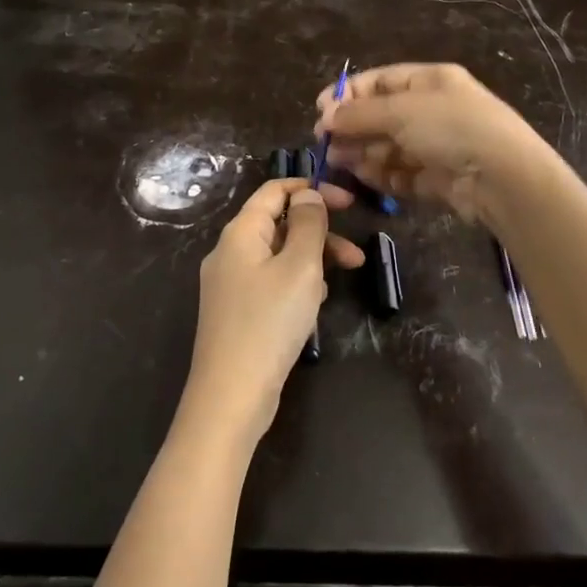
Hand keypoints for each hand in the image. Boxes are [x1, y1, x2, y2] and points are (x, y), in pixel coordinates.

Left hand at [182, 178, 365, 446]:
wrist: (231, 396)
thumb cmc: (269, 323)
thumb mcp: (299, 267)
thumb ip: (308, 225)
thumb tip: (308, 196)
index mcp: (240, 233)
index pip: (274, 191)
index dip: (311, 190)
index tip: (349, 202)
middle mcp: (230, 252)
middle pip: (278, 224)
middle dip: (319, 232)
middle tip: (356, 252)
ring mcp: (231, 284)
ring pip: (278, 256)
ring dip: (313, 260)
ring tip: (344, 279)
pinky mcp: (237, 312)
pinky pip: (272, 282)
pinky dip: (297, 283)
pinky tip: (316, 305)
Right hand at [313, 63, 549, 225]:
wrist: (503, 178)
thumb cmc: (451, 128)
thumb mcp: (400, 111)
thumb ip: (359, 114)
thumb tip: (326, 115)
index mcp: (430, 81)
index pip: (381, 81)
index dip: (349, 93)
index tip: (321, 110)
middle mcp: (433, 110)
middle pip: (382, 115)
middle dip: (352, 127)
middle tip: (324, 141)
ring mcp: (436, 146)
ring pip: (389, 146)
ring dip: (362, 151)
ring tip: (336, 161)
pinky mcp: (437, 179)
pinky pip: (401, 173)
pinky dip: (381, 174)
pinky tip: (361, 177)